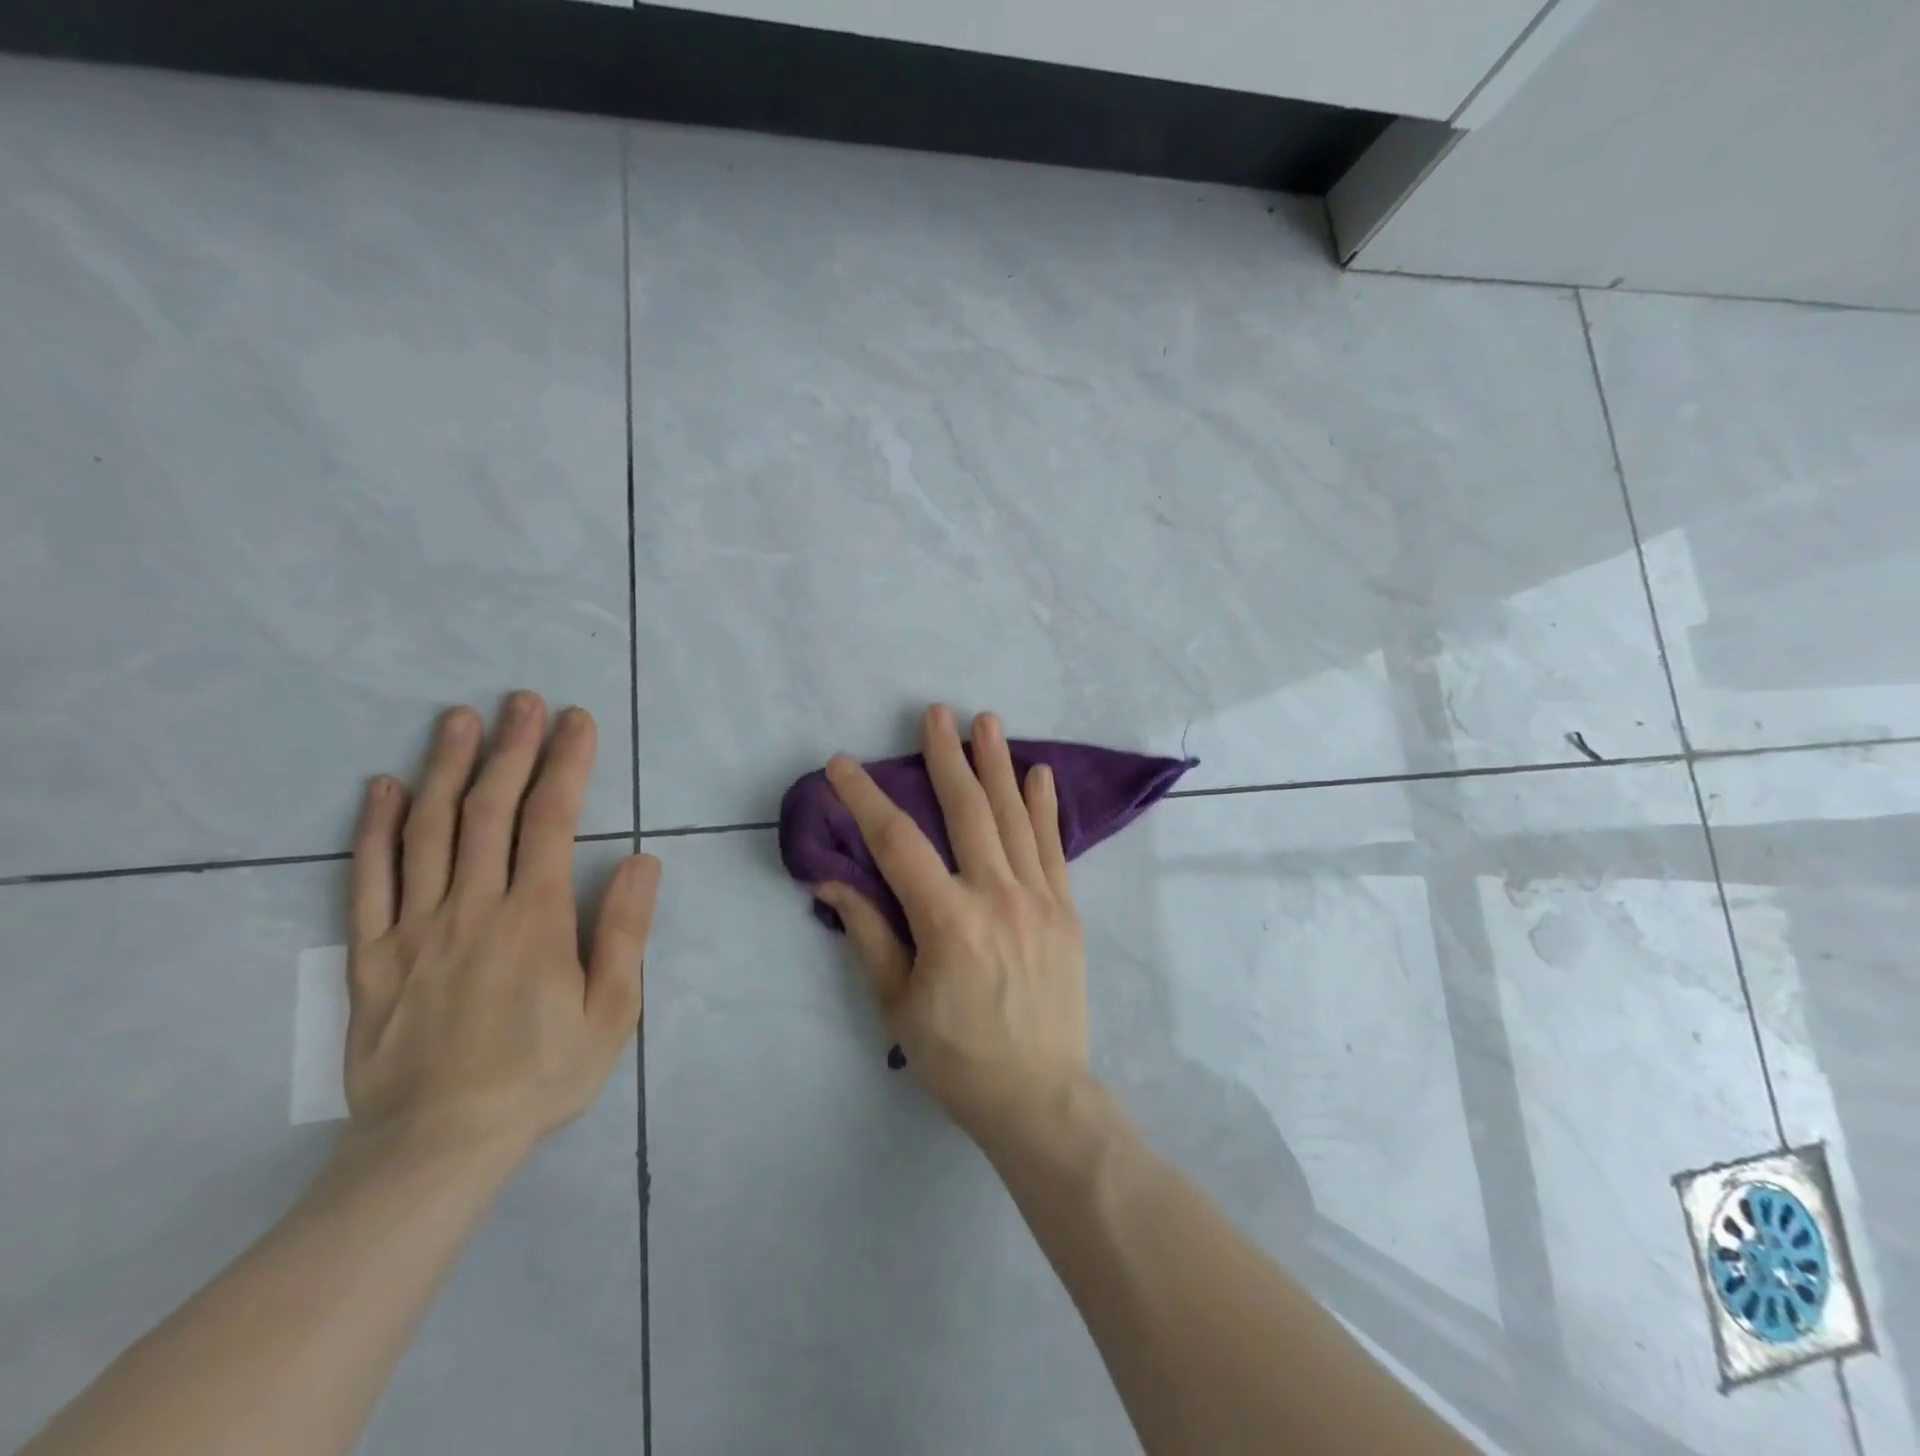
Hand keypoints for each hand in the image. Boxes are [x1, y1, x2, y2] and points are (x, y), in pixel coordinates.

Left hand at [343, 693, 660, 1163]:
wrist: (435, 1147)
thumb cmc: (541, 1076)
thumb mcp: (611, 1012)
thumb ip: (624, 931)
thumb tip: (639, 859)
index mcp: (534, 920)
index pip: (551, 821)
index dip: (565, 764)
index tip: (576, 721)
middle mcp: (472, 908)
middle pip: (490, 810)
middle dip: (511, 748)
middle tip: (522, 700)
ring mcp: (414, 928)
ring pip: (429, 831)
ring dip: (447, 768)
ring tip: (459, 719)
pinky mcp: (372, 956)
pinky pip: (368, 880)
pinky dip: (375, 829)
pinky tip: (383, 788)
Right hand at [815, 705, 1090, 1145]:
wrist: (1040, 1096)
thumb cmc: (957, 1057)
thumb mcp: (897, 1004)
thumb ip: (868, 933)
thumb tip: (832, 878)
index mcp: (948, 921)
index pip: (897, 843)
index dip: (866, 799)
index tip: (842, 764)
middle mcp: (997, 896)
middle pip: (967, 810)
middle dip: (946, 756)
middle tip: (935, 712)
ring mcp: (1039, 899)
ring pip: (1014, 817)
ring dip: (998, 766)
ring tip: (988, 721)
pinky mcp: (1066, 910)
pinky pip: (1053, 847)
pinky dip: (1045, 807)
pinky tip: (1039, 774)